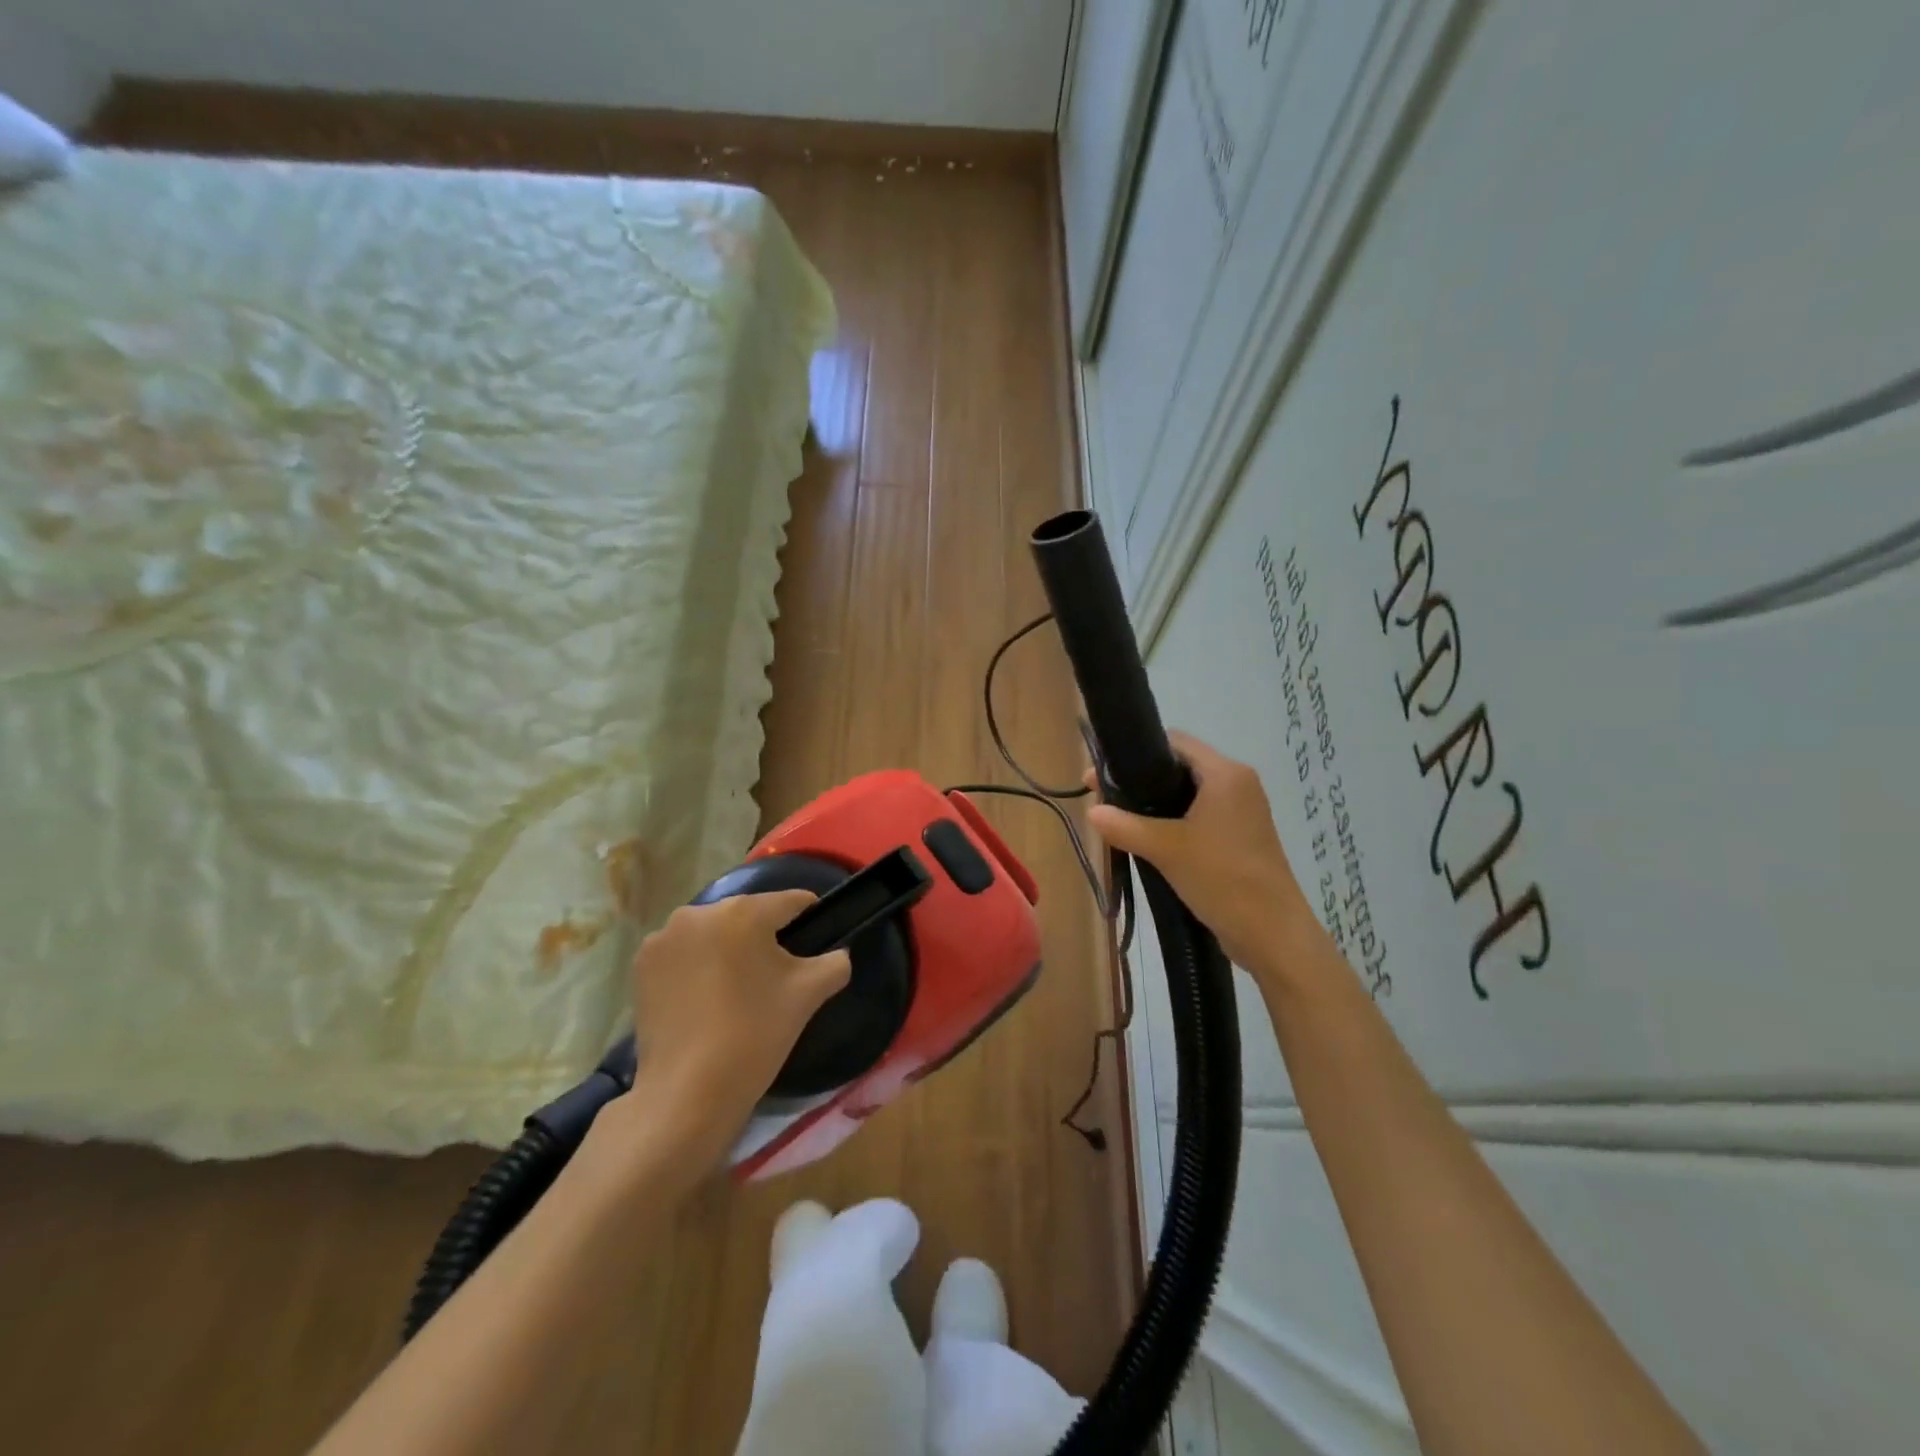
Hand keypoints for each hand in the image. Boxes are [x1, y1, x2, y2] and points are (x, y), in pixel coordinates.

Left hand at [623, 891, 850, 1165]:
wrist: (687, 1093)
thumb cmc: (755, 1034)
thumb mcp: (809, 994)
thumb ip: (835, 962)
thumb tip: (837, 955)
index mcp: (743, 911)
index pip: (790, 902)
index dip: (810, 918)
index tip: (815, 943)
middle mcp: (699, 912)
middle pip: (747, 916)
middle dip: (764, 937)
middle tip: (775, 976)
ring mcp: (663, 938)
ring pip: (713, 933)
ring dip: (727, 950)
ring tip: (736, 990)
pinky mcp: (641, 965)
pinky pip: (682, 953)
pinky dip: (696, 966)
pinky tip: (704, 1000)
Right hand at [1087, 732, 1318, 974]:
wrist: (1273, 935)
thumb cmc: (1223, 878)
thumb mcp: (1166, 849)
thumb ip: (1124, 826)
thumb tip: (1091, 811)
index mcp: (1226, 774)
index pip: (1176, 742)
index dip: (1138, 752)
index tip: (1104, 772)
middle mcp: (1238, 784)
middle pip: (1180, 767)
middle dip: (1141, 781)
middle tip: (1104, 798)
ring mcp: (1242, 813)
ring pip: (1189, 795)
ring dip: (1155, 805)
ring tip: (1119, 820)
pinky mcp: (1240, 838)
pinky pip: (1199, 818)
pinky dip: (1173, 823)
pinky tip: (1147, 841)